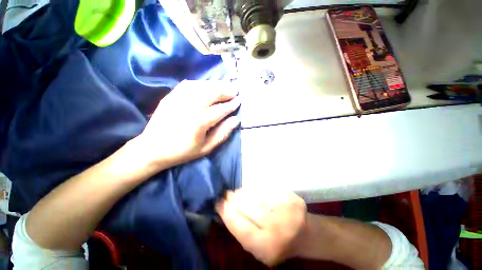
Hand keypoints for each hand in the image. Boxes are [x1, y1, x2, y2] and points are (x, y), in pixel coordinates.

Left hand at [135, 80, 240, 170]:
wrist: (152, 148)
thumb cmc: (182, 151)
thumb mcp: (206, 148)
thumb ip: (222, 133)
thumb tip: (235, 120)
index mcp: (199, 122)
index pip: (221, 109)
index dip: (231, 104)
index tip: (239, 100)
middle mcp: (190, 106)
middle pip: (212, 93)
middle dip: (226, 90)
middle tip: (235, 90)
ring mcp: (178, 99)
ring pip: (201, 86)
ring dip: (215, 84)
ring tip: (225, 85)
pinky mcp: (171, 96)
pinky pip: (188, 84)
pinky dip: (201, 83)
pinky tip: (207, 85)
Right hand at [216, 188, 306, 265]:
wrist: (303, 234)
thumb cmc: (275, 244)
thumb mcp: (256, 249)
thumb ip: (242, 232)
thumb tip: (226, 209)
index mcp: (268, 247)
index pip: (241, 228)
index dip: (227, 214)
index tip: (218, 203)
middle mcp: (278, 228)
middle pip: (249, 208)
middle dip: (234, 199)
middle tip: (225, 194)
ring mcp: (287, 210)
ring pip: (257, 195)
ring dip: (243, 193)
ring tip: (236, 192)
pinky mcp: (291, 197)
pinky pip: (267, 188)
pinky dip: (255, 188)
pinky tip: (249, 189)